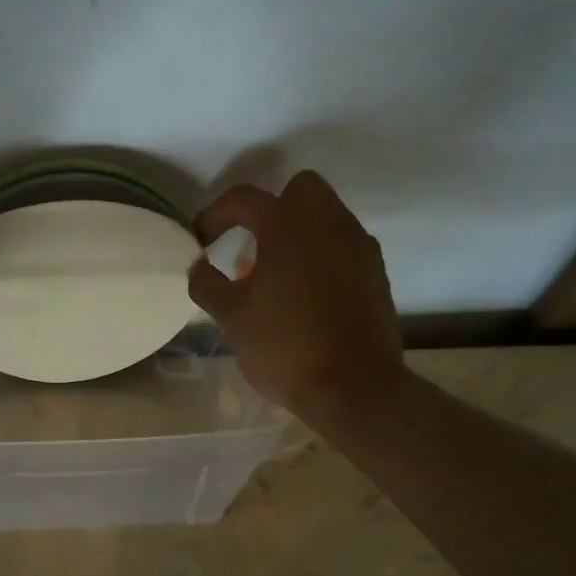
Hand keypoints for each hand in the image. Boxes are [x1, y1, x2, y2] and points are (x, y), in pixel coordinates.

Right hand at [187, 171, 406, 420]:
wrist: (354, 387)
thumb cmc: (284, 345)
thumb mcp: (230, 316)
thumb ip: (207, 283)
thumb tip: (199, 265)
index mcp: (287, 226)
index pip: (244, 198)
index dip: (215, 215)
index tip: (202, 241)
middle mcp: (328, 223)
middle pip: (300, 188)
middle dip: (272, 206)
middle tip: (251, 242)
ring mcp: (358, 246)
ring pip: (326, 215)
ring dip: (299, 231)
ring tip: (275, 273)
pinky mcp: (376, 272)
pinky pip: (343, 245)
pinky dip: (322, 254)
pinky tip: (305, 292)